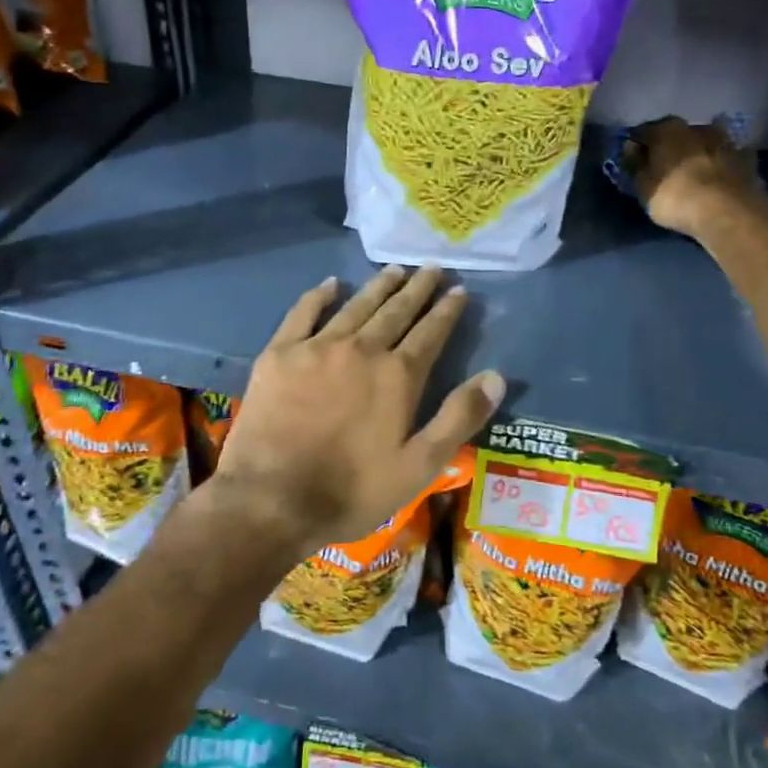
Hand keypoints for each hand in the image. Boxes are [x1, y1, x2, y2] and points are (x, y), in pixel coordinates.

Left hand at [211, 266, 504, 553]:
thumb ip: (458, 418)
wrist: (270, 499)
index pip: (430, 332)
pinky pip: (303, 312)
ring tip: (395, 269)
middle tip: (431, 268)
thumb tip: (496, 376)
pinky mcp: (280, 354)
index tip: (458, 289)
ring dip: (379, 286)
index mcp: (397, 376)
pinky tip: (332, 284)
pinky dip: (319, 295)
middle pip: (396, 310)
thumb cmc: (351, 490)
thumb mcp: (419, 466)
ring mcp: (318, 347)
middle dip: (417, 288)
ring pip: (357, 306)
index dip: (447, 310)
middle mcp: (362, 349)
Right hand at [624, 116, 764, 240]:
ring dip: (697, 155)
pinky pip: (726, 160)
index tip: (633, 160)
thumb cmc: (675, 197)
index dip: (638, 146)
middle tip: (664, 168)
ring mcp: (726, 141)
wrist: (729, 212)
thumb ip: (636, 165)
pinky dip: (720, 167)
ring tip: (691, 175)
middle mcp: (697, 127)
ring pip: (704, 145)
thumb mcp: (643, 186)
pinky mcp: (747, 160)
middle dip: (670, 148)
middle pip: (678, 135)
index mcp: (667, 129)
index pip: (644, 132)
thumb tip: (632, 149)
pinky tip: (716, 180)